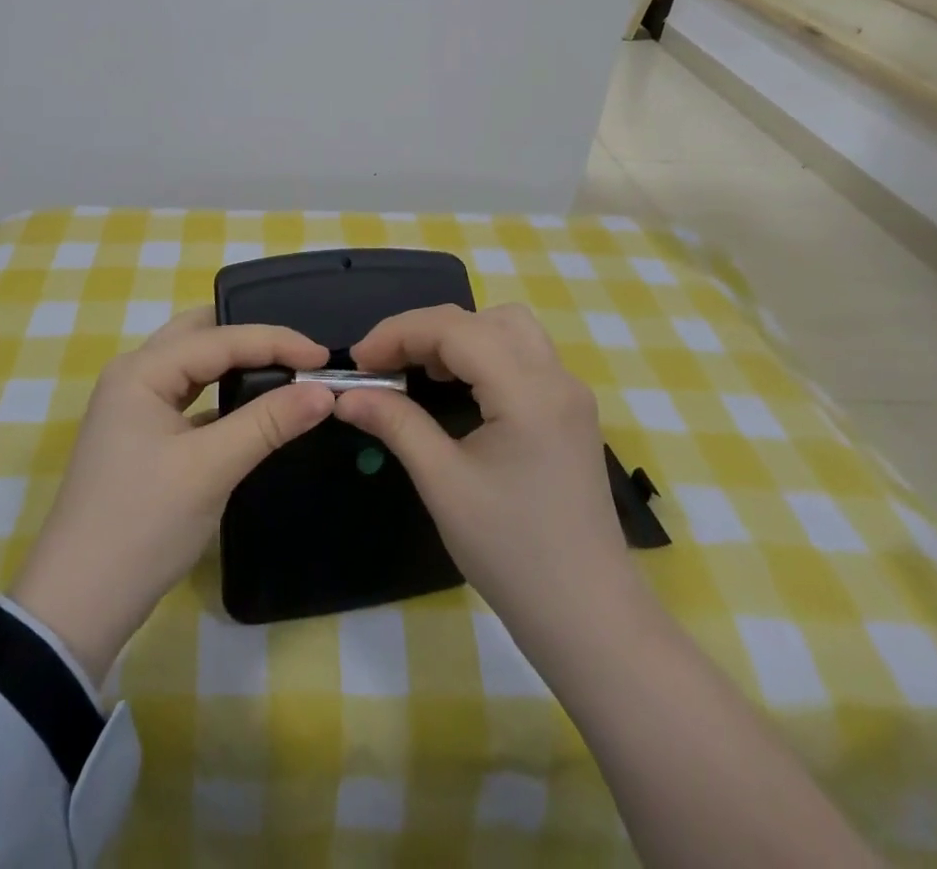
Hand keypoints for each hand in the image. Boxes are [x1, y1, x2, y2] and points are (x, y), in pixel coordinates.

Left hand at [9, 309, 332, 682]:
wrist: (78, 604)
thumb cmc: (143, 524)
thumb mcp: (210, 469)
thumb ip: (268, 422)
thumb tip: (325, 391)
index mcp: (142, 371)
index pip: (219, 338)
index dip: (275, 341)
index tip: (325, 357)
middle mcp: (134, 376)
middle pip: (199, 335)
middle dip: (250, 338)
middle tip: (298, 355)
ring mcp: (133, 407)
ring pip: (193, 366)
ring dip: (236, 364)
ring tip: (283, 373)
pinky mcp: (140, 436)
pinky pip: (189, 397)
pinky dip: (222, 394)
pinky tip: (251, 408)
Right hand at [337, 303, 644, 638]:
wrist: (588, 618)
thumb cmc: (512, 553)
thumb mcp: (443, 484)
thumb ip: (395, 424)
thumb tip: (347, 396)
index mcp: (528, 391)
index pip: (454, 328)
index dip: (398, 333)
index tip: (358, 362)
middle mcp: (556, 378)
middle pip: (484, 318)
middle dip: (426, 330)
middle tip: (387, 364)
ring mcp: (569, 394)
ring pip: (508, 329)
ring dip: (458, 337)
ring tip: (420, 372)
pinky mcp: (570, 412)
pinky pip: (522, 356)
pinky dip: (482, 354)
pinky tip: (456, 387)